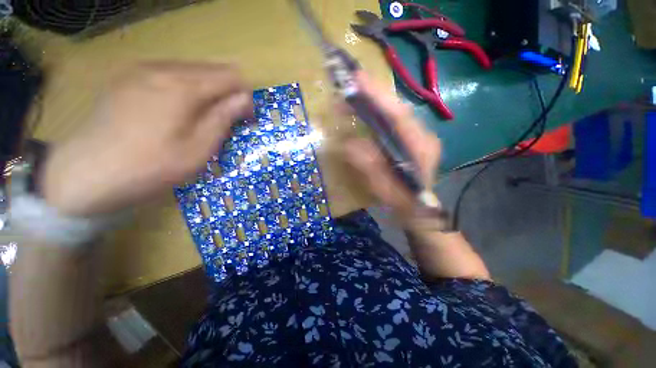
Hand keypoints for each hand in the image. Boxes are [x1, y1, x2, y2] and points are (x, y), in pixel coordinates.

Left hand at [41, 62, 252, 216]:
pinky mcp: (127, 78)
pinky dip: (186, 88)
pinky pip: (170, 74)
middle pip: (211, 69)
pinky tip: (179, 109)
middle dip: (228, 91)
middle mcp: (162, 68)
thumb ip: (223, 118)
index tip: (245, 118)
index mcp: (183, 86)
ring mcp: (141, 70)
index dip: (244, 96)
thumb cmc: (150, 167)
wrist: (86, 174)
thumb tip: (244, 98)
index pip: (230, 77)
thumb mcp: (199, 149)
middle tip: (229, 118)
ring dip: (207, 90)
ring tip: (205, 116)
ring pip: (191, 70)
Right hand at [344, 72, 440, 221]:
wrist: (420, 210)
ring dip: (376, 100)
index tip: (358, 78)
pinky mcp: (412, 138)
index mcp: (420, 148)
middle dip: (374, 93)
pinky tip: (366, 109)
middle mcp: (423, 135)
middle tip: (351, 82)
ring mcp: (420, 135)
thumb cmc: (403, 203)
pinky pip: (394, 120)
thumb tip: (349, 143)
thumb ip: (368, 166)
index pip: (398, 116)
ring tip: (354, 93)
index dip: (378, 96)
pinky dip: (379, 111)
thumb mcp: (383, 188)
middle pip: (398, 108)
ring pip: (396, 111)